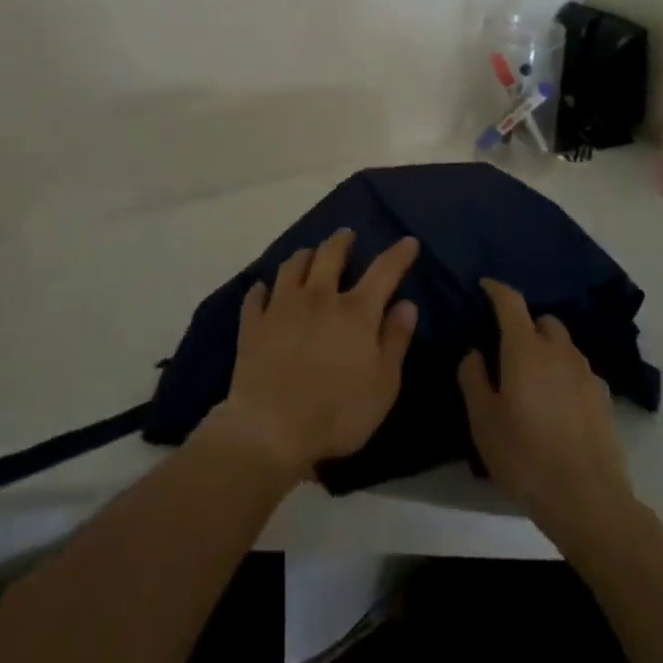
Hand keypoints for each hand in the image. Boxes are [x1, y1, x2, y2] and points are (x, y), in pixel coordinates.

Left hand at [209, 229, 419, 481]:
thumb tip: (407, 304)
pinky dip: (262, 289)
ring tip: (308, 254)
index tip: (408, 241)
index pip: (383, 271)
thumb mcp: (383, 385)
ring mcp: (282, 306)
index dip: (398, 254)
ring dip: (304, 256)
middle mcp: (318, 297)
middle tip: (346, 234)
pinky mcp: (254, 323)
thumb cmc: (337, 413)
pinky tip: (263, 289)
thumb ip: (395, 340)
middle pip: (330, 255)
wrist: (271, 428)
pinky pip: (256, 296)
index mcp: (355, 312)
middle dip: (341, 241)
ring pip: (292, 266)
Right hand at [459, 278, 642, 550]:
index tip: (484, 287)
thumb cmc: (525, 456)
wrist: (588, 501)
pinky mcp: (603, 398)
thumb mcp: (483, 420)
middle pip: (543, 321)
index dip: (495, 289)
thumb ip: (473, 378)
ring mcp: (586, 374)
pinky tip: (556, 404)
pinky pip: (578, 371)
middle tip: (507, 347)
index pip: (510, 302)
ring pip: (563, 345)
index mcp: (525, 348)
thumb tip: (475, 352)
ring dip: (546, 349)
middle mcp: (559, 351)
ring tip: (532, 378)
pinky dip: (564, 374)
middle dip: (525, 324)